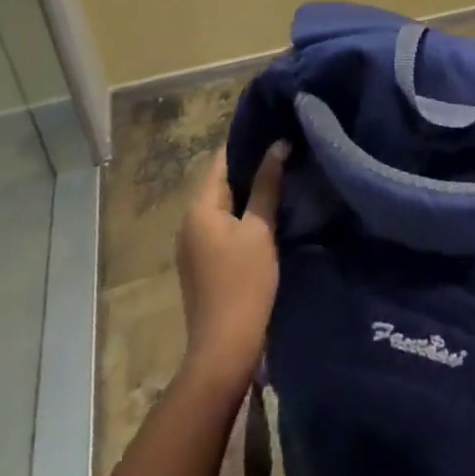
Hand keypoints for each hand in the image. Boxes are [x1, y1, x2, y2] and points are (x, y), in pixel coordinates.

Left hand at [175, 141, 288, 391]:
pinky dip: (243, 211)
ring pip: (223, 202)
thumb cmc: (244, 284)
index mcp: (199, 207)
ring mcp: (193, 243)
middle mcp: (189, 220)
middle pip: (221, 180)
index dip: (246, 141)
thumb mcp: (260, 230)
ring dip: (248, 189)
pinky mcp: (203, 261)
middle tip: (285, 147)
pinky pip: (223, 222)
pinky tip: (268, 209)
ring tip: (282, 173)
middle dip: (250, 164)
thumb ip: (267, 185)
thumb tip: (278, 144)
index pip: (221, 159)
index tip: (274, 126)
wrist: (224, 349)